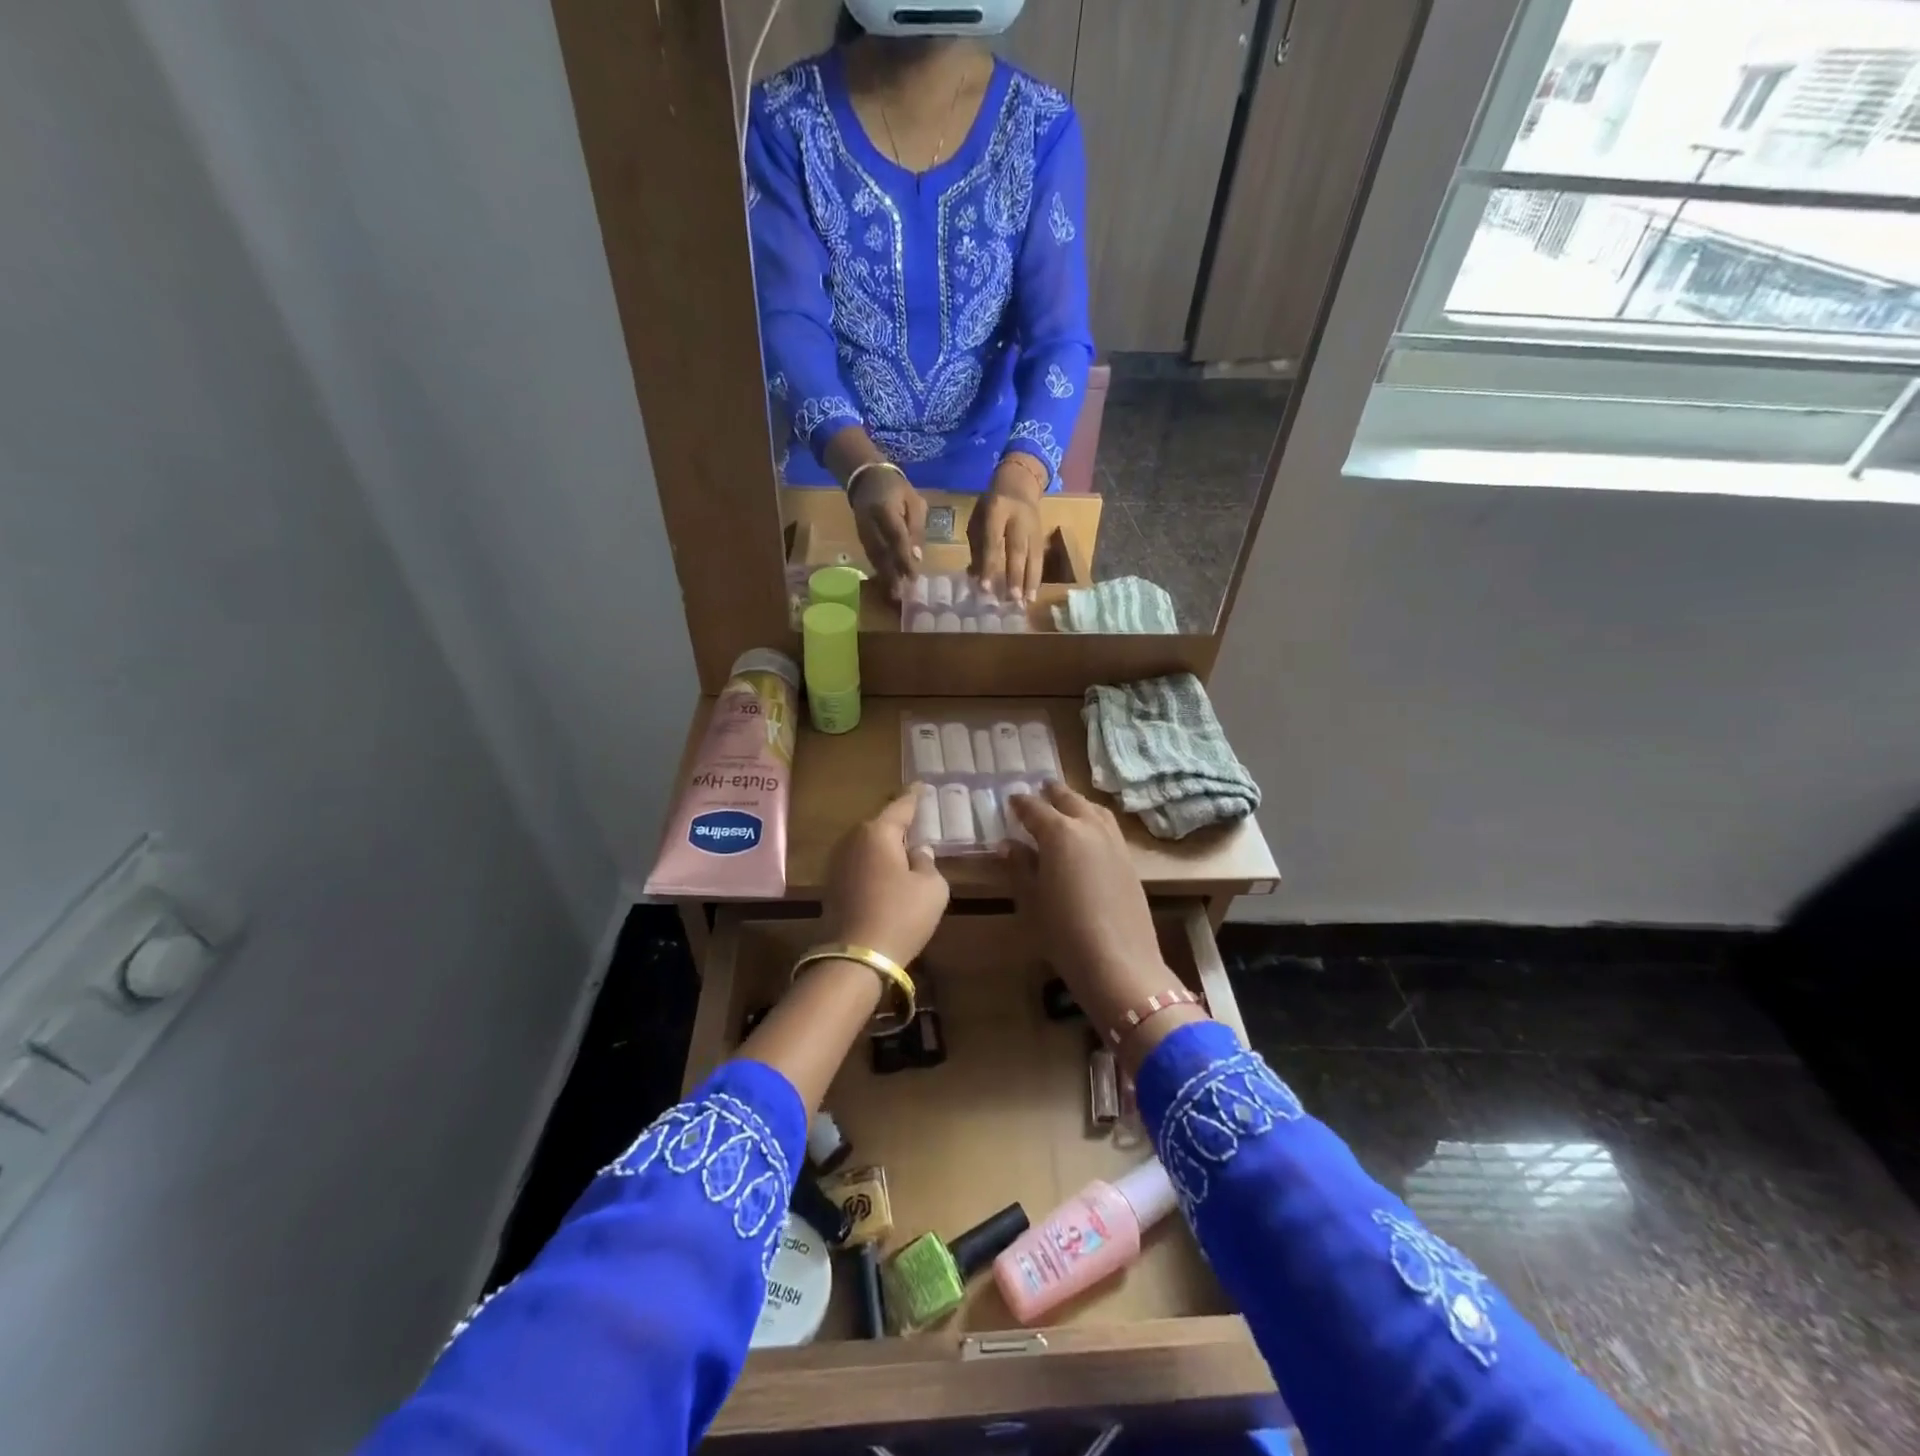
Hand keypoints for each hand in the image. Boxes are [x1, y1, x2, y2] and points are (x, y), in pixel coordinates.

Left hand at [823, 789, 949, 966]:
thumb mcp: (931, 887)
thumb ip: (927, 862)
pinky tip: (888, 874)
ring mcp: (838, 862)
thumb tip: (917, 852)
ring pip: (868, 844)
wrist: (856, 957)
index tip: (922, 784)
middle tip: (918, 823)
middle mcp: (853, 840)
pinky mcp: (833, 885)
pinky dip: (875, 864)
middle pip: (880, 824)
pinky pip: (860, 863)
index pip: (901, 806)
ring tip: (905, 850)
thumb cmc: (901, 915)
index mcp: (878, 832)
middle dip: (899, 823)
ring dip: (885, 846)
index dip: (914, 795)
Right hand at [848, 465, 926, 599]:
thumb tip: (917, 558)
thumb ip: (916, 528)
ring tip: (894, 594)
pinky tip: (886, 581)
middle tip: (901, 595)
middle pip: (881, 551)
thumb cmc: (896, 489)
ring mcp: (862, 530)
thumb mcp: (914, 502)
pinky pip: (870, 555)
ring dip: (884, 576)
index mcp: (884, 509)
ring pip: (874, 556)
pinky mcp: (860, 536)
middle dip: (892, 574)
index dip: (904, 558)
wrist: (866, 477)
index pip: (896, 537)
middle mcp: (869, 522)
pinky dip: (879, 569)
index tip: (912, 577)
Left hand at [969, 459, 1045, 603]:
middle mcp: (1018, 519)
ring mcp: (1034, 527)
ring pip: (1033, 556)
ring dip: (1030, 582)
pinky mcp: (1042, 535)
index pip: (993, 541)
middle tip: (1011, 599)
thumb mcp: (977, 519)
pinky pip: (1039, 559)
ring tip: (1026, 602)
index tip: (985, 587)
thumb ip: (977, 547)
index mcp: (996, 510)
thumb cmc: (991, 505)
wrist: (1020, 482)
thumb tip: (975, 577)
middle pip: (1017, 550)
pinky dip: (1036, 578)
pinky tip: (1032, 595)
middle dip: (1014, 576)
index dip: (990, 564)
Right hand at [1004, 782, 1205, 1065]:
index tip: (1011, 798)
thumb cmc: (1063, 932)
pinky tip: (1088, 834)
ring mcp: (1114, 842)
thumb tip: (1008, 844)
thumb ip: (1019, 866)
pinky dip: (1094, 820)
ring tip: (1066, 805)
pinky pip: (1109, 827)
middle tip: (1040, 789)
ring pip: (1094, 809)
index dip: (1021, 803)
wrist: (1119, 962)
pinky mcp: (1130, 860)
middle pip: (1069, 800)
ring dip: (1077, 803)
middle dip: (1052, 793)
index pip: (1035, 808)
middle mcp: (1089, 827)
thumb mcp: (1031, 899)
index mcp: (1059, 832)